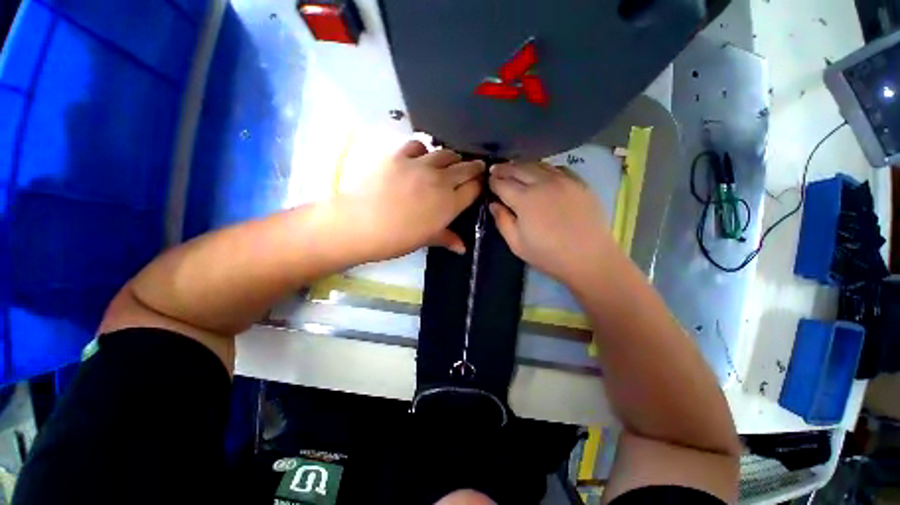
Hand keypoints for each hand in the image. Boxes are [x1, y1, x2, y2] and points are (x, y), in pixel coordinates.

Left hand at [335, 141, 484, 261]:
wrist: (361, 224)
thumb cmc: (397, 238)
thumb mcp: (425, 240)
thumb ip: (447, 239)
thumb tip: (463, 248)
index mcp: (450, 204)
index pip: (474, 188)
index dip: (479, 185)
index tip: (479, 184)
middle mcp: (441, 181)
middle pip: (466, 168)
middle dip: (474, 167)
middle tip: (475, 168)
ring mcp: (421, 165)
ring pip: (446, 153)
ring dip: (452, 158)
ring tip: (450, 163)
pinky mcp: (400, 155)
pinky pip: (418, 145)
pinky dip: (423, 150)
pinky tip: (420, 157)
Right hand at [489, 161, 616, 284]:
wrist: (589, 258)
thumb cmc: (548, 255)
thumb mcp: (517, 244)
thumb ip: (502, 221)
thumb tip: (493, 204)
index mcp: (525, 200)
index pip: (502, 183)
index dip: (492, 182)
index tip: (487, 181)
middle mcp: (543, 183)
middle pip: (518, 168)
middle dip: (504, 169)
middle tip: (496, 170)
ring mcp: (563, 180)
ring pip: (537, 164)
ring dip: (522, 165)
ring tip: (514, 169)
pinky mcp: (579, 182)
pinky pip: (557, 167)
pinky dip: (543, 168)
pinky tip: (540, 173)